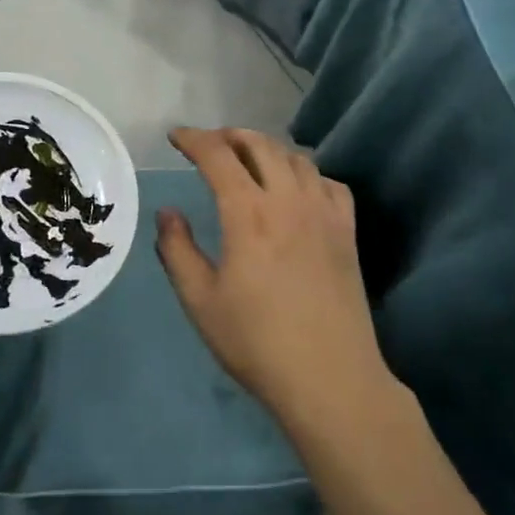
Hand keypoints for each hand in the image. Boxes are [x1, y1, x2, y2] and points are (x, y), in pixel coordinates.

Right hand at [156, 128, 387, 428]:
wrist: (331, 379)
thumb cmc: (256, 342)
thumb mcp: (200, 301)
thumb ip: (177, 250)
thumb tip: (168, 212)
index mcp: (249, 213)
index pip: (217, 155)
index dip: (193, 139)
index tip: (175, 137)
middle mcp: (288, 200)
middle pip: (259, 145)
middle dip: (228, 136)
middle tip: (208, 145)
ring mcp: (324, 213)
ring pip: (295, 157)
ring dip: (266, 148)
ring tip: (247, 160)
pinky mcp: (347, 231)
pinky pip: (328, 182)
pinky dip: (305, 173)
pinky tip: (296, 189)